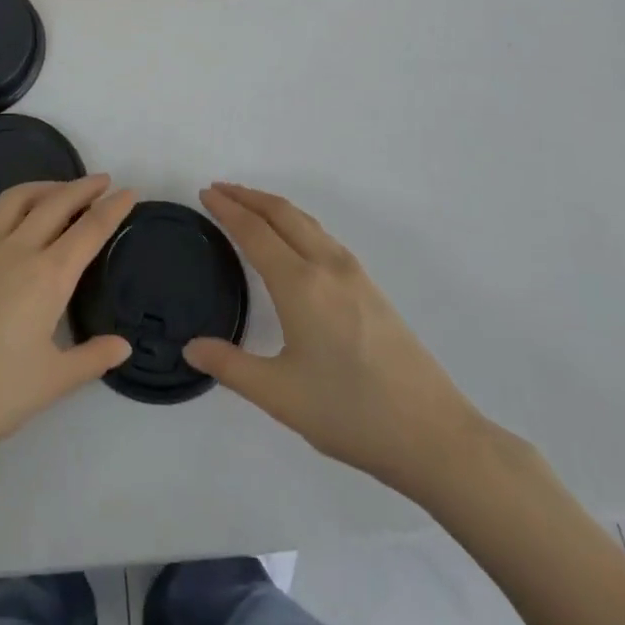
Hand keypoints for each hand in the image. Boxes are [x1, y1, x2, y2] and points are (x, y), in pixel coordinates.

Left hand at [0, 176, 134, 470]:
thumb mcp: (51, 383)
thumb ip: (91, 359)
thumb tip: (123, 346)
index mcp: (48, 276)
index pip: (89, 231)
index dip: (113, 209)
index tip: (129, 192)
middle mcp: (17, 250)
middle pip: (55, 203)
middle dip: (83, 187)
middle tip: (103, 181)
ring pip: (15, 200)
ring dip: (42, 187)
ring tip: (58, 190)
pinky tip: (1, 219)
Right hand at [184, 183, 479, 494]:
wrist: (434, 434)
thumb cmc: (351, 413)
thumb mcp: (281, 396)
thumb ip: (231, 367)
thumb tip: (191, 348)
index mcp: (300, 284)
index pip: (254, 231)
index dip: (227, 210)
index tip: (205, 193)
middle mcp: (326, 265)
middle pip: (281, 213)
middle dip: (248, 196)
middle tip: (219, 190)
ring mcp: (353, 273)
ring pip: (305, 221)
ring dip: (273, 206)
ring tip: (249, 206)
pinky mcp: (370, 287)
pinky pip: (322, 236)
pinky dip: (295, 222)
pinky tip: (292, 240)